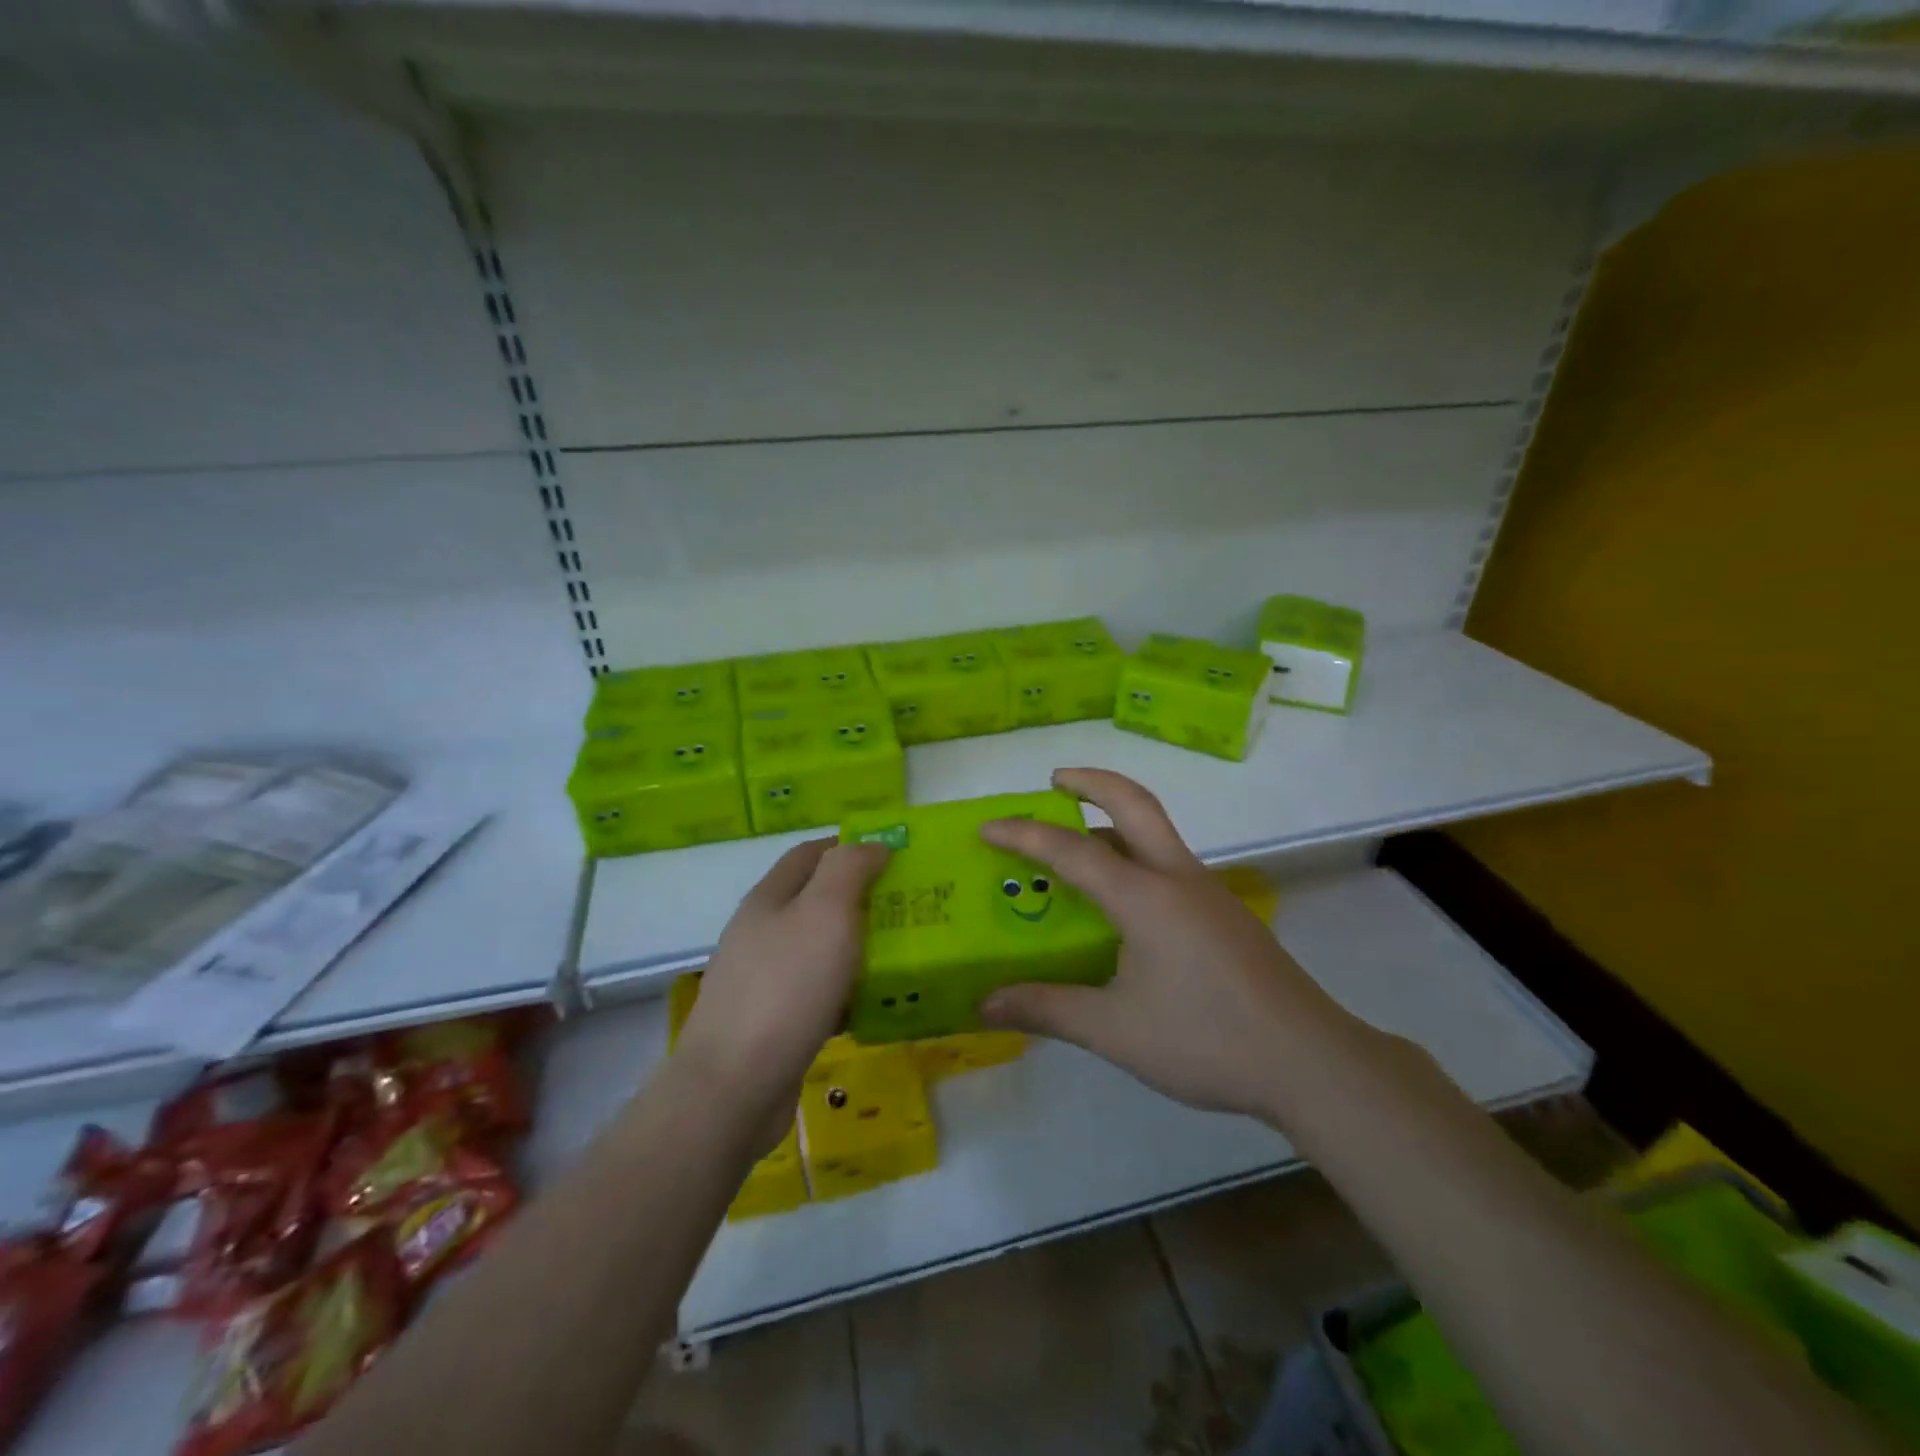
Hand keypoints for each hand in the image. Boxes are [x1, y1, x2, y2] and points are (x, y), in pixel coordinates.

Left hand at [673, 838, 889, 1137]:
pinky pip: (820, 994)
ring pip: (821, 949)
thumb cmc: (786, 987)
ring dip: (859, 946)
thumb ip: (849, 869)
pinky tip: (877, 1004)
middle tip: (911, 906)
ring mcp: (764, 980)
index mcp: (770, 898)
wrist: (734, 1088)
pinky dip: (849, 991)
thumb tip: (872, 845)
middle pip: (816, 901)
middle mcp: (762, 933)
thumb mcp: (825, 912)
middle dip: (862, 898)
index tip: (896, 856)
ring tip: (905, 952)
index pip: (811, 853)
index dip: (851, 846)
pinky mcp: (774, 1023)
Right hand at [979, 768, 1359, 1121]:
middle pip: (1134, 804)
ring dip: (1114, 819)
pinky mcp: (1223, 915)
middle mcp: (1177, 878)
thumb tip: (984, 1003)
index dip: (1024, 835)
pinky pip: (1168, 864)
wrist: (1309, 1061)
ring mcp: (1207, 893)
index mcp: (1145, 897)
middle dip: (1092, 782)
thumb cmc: (1206, 1040)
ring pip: (1155, 832)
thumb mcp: (1115, 1030)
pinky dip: (1134, 855)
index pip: (1073, 850)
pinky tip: (1122, 902)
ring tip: (1077, 840)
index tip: (986, 827)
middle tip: (1054, 780)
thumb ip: (1048, 1008)